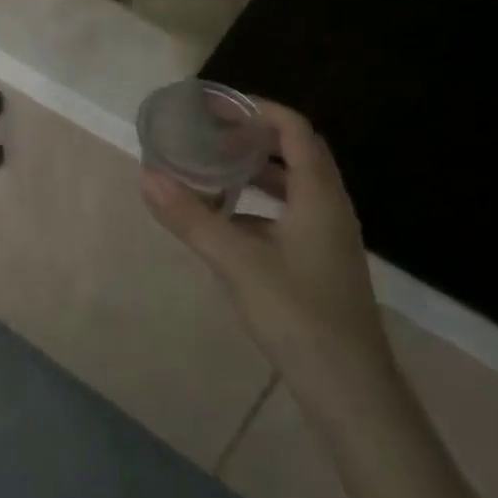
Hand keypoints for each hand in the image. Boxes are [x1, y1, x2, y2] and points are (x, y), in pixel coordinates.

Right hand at [141, 99, 384, 376]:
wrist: (350, 391)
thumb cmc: (299, 314)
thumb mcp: (237, 261)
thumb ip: (191, 217)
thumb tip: (147, 176)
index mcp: (318, 194)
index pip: (294, 129)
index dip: (258, 109)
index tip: (217, 106)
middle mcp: (328, 206)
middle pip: (294, 152)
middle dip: (251, 137)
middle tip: (208, 132)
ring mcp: (327, 237)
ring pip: (290, 186)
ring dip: (254, 171)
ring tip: (211, 168)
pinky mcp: (319, 263)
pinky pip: (288, 215)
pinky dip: (257, 205)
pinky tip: (225, 221)